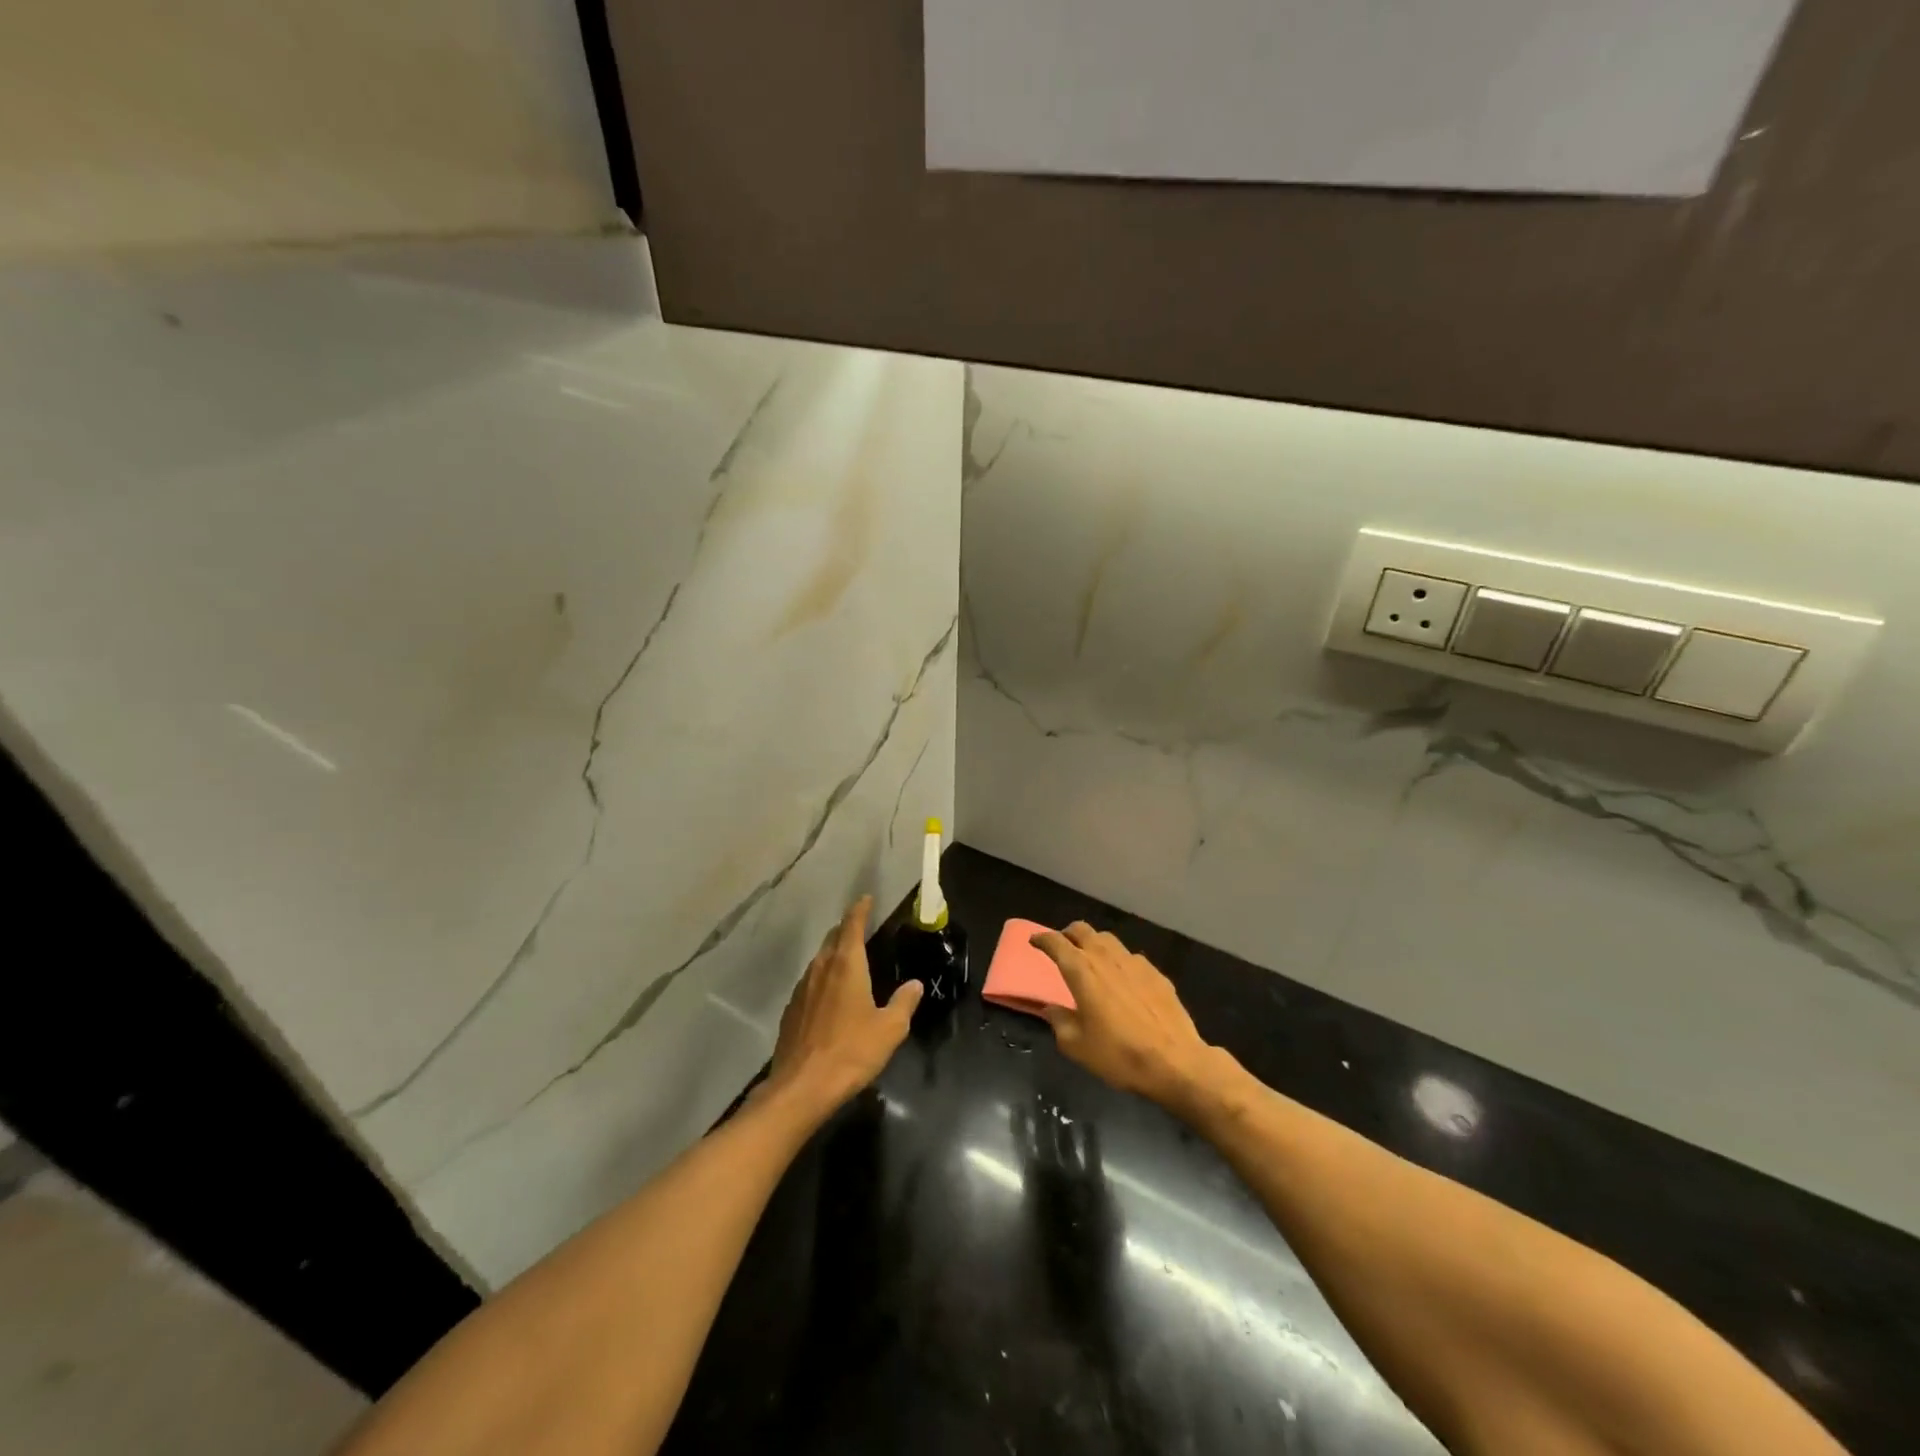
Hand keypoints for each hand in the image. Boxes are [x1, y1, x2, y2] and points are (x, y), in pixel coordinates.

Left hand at [764, 896, 921, 1116]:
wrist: (801, 1087)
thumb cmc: (851, 1051)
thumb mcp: (889, 1029)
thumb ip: (903, 1003)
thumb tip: (914, 984)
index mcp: (846, 965)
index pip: (852, 925)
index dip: (860, 910)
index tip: (866, 899)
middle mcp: (821, 969)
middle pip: (832, 939)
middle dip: (846, 929)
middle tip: (860, 926)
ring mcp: (802, 989)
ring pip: (819, 960)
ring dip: (833, 953)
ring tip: (847, 959)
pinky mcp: (791, 1010)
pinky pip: (810, 983)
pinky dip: (822, 978)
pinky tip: (829, 995)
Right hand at [1030, 923, 1213, 1107]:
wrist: (1175, 1062)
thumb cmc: (1119, 1055)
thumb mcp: (1076, 1046)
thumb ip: (1059, 1022)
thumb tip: (1051, 1009)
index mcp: (1081, 971)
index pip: (1056, 943)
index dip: (1042, 939)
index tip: (1034, 942)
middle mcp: (1106, 958)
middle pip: (1082, 930)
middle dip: (1068, 934)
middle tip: (1062, 947)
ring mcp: (1134, 962)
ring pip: (1107, 939)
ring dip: (1093, 943)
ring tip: (1091, 960)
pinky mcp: (1156, 973)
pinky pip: (1130, 957)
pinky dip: (1118, 961)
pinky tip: (1122, 980)